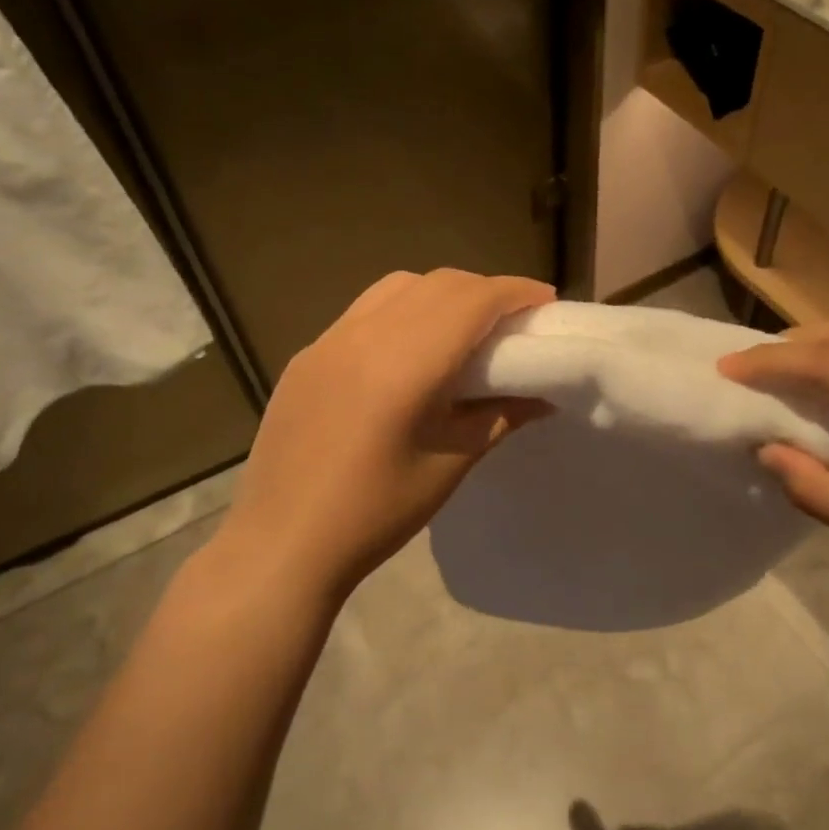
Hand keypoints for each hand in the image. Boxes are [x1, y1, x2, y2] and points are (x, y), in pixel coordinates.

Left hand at [217, 269, 554, 602]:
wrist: (281, 545)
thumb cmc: (375, 514)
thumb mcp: (450, 464)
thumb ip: (500, 416)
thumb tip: (543, 395)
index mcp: (404, 365)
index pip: (472, 301)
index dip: (516, 293)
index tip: (547, 303)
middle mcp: (363, 336)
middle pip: (438, 284)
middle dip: (484, 291)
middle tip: (514, 321)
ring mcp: (327, 342)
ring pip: (398, 287)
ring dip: (442, 294)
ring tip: (465, 329)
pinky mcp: (307, 356)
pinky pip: (365, 311)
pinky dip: (404, 310)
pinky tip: (411, 350)